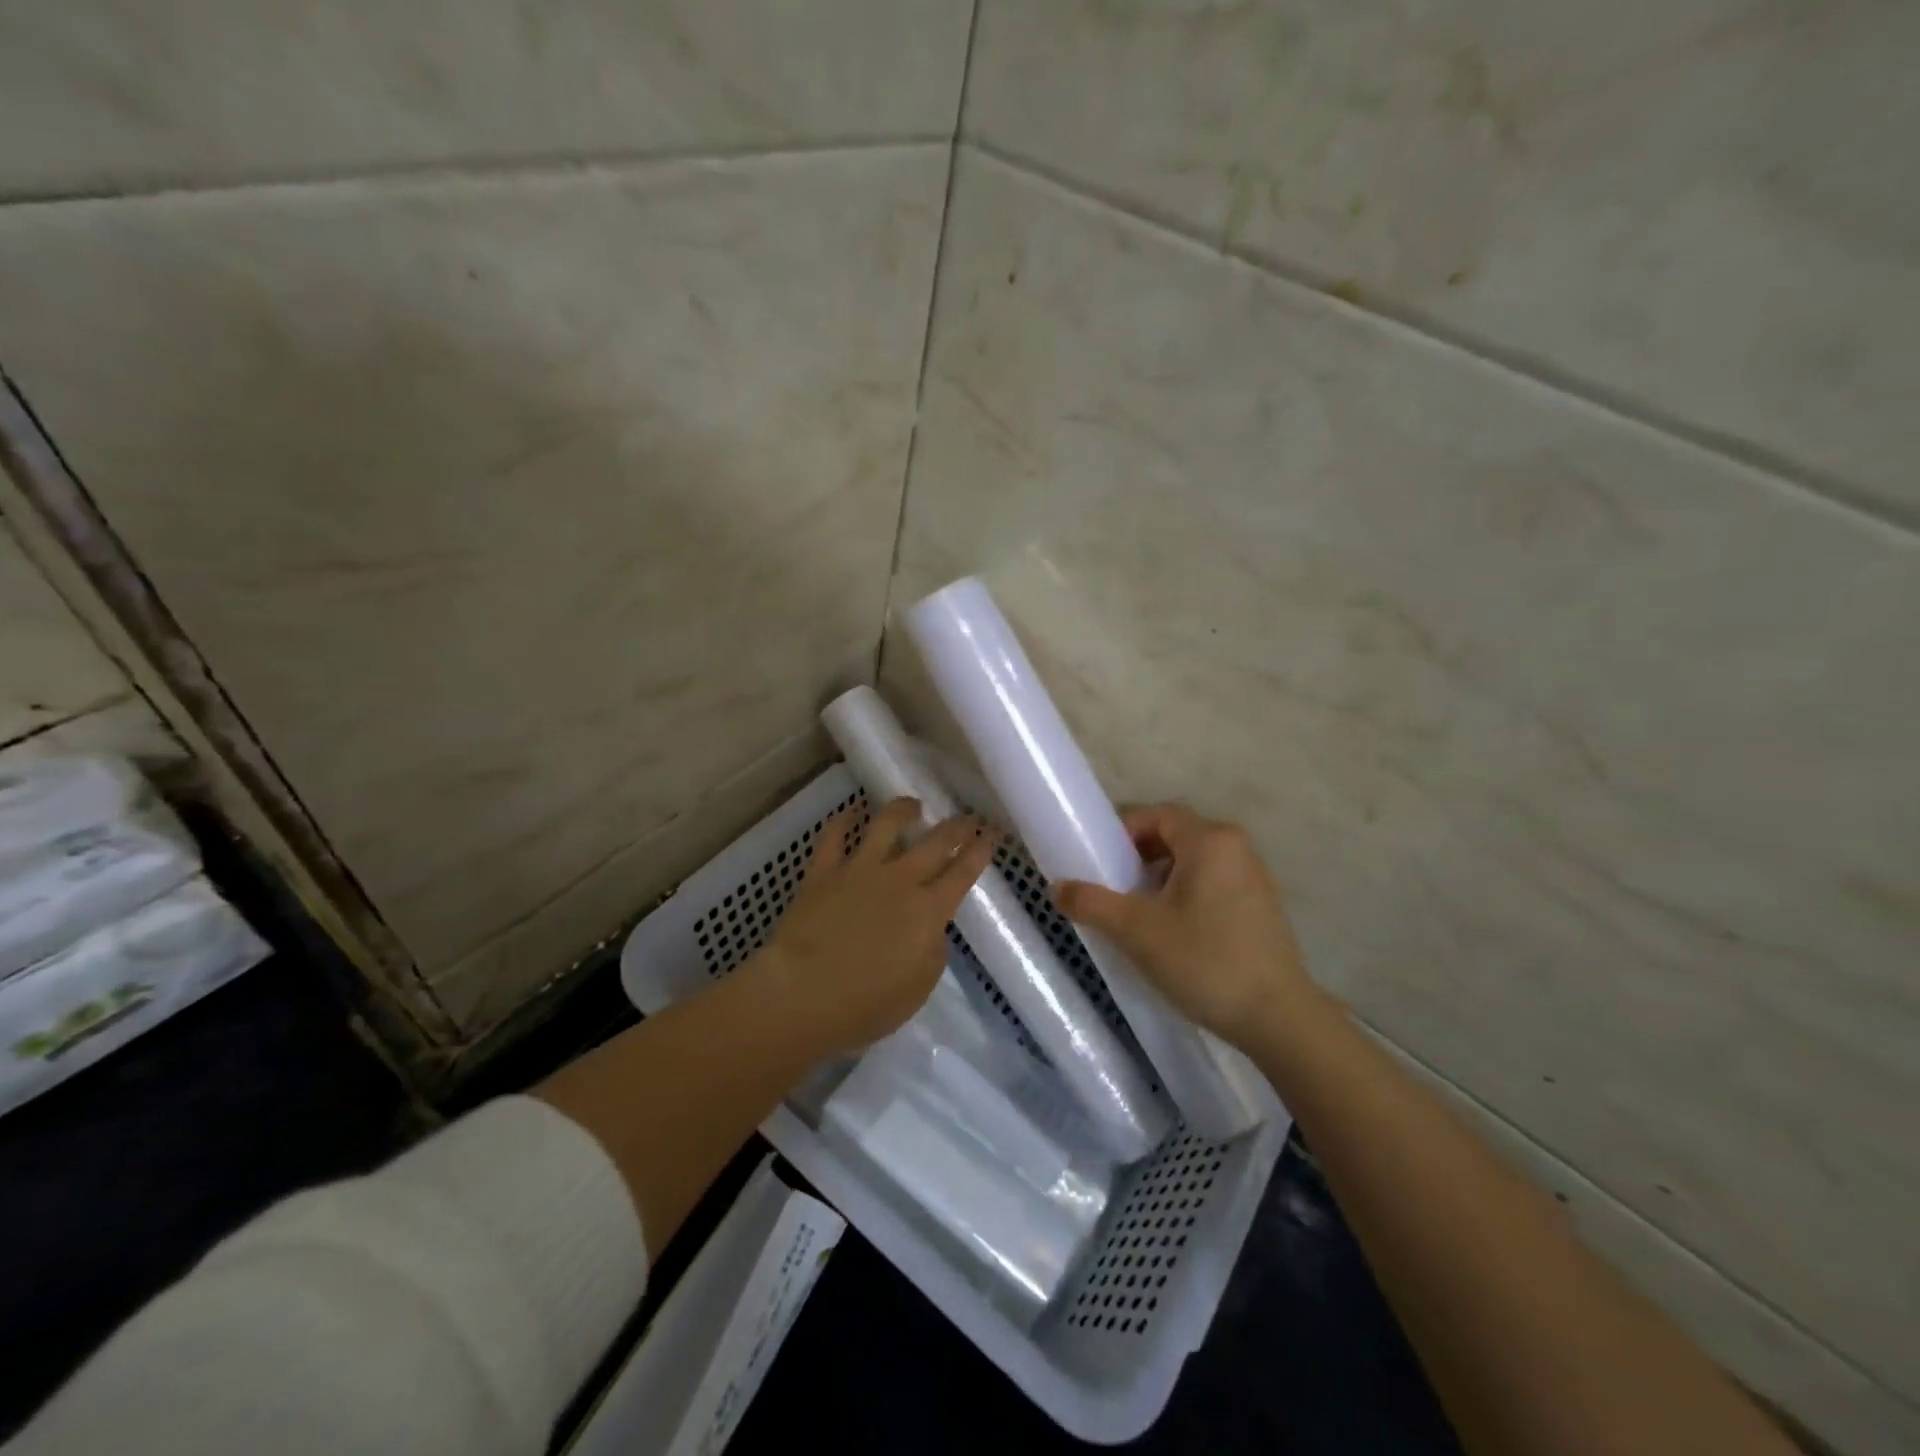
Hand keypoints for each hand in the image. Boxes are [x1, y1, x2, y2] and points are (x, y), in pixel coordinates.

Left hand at [753, 797, 995, 1055]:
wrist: (802, 994)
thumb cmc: (866, 1005)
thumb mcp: (919, 988)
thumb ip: (932, 950)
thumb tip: (930, 928)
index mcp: (929, 910)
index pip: (963, 872)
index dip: (981, 849)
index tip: (991, 833)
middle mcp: (900, 879)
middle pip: (935, 842)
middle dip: (956, 827)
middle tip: (966, 818)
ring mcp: (860, 869)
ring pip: (887, 824)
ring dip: (903, 810)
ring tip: (913, 805)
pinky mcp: (823, 871)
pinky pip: (833, 835)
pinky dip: (843, 819)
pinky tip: (851, 811)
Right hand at [1052, 803, 1320, 1047]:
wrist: (1278, 1019)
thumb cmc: (1204, 961)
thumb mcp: (1136, 931)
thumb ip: (1091, 903)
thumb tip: (1056, 887)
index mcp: (1210, 840)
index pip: (1156, 814)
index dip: (1121, 830)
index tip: (1096, 857)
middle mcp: (1236, 848)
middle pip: (1175, 835)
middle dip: (1138, 854)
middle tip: (1111, 883)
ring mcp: (1254, 877)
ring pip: (1194, 861)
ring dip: (1160, 876)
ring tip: (1136, 909)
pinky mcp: (1262, 907)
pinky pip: (1213, 883)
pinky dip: (1184, 893)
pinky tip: (1171, 929)